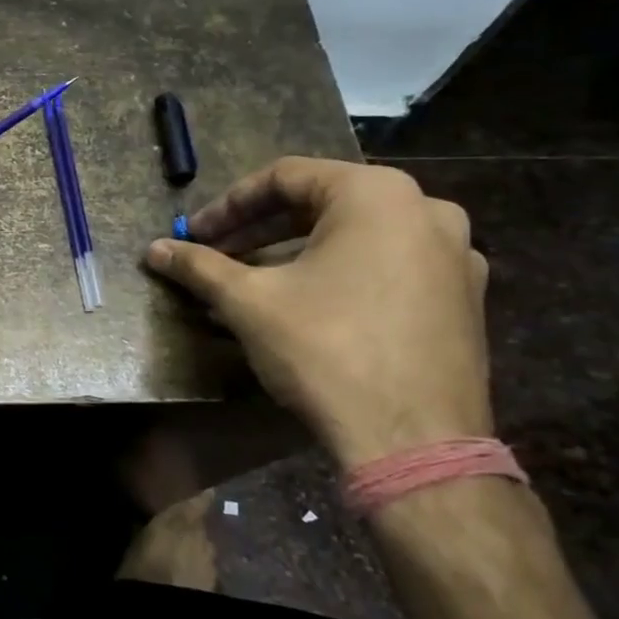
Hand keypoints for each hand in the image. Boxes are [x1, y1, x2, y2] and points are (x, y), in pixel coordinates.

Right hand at [143, 157, 490, 467]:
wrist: (414, 442)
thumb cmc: (325, 349)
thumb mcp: (248, 301)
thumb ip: (199, 266)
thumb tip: (154, 250)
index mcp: (376, 194)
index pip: (284, 177)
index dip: (227, 205)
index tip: (193, 234)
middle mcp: (425, 210)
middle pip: (321, 204)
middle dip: (259, 230)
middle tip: (217, 255)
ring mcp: (455, 256)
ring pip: (356, 237)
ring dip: (296, 253)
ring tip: (253, 282)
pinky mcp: (464, 299)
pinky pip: (388, 267)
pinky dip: (340, 274)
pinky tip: (307, 306)